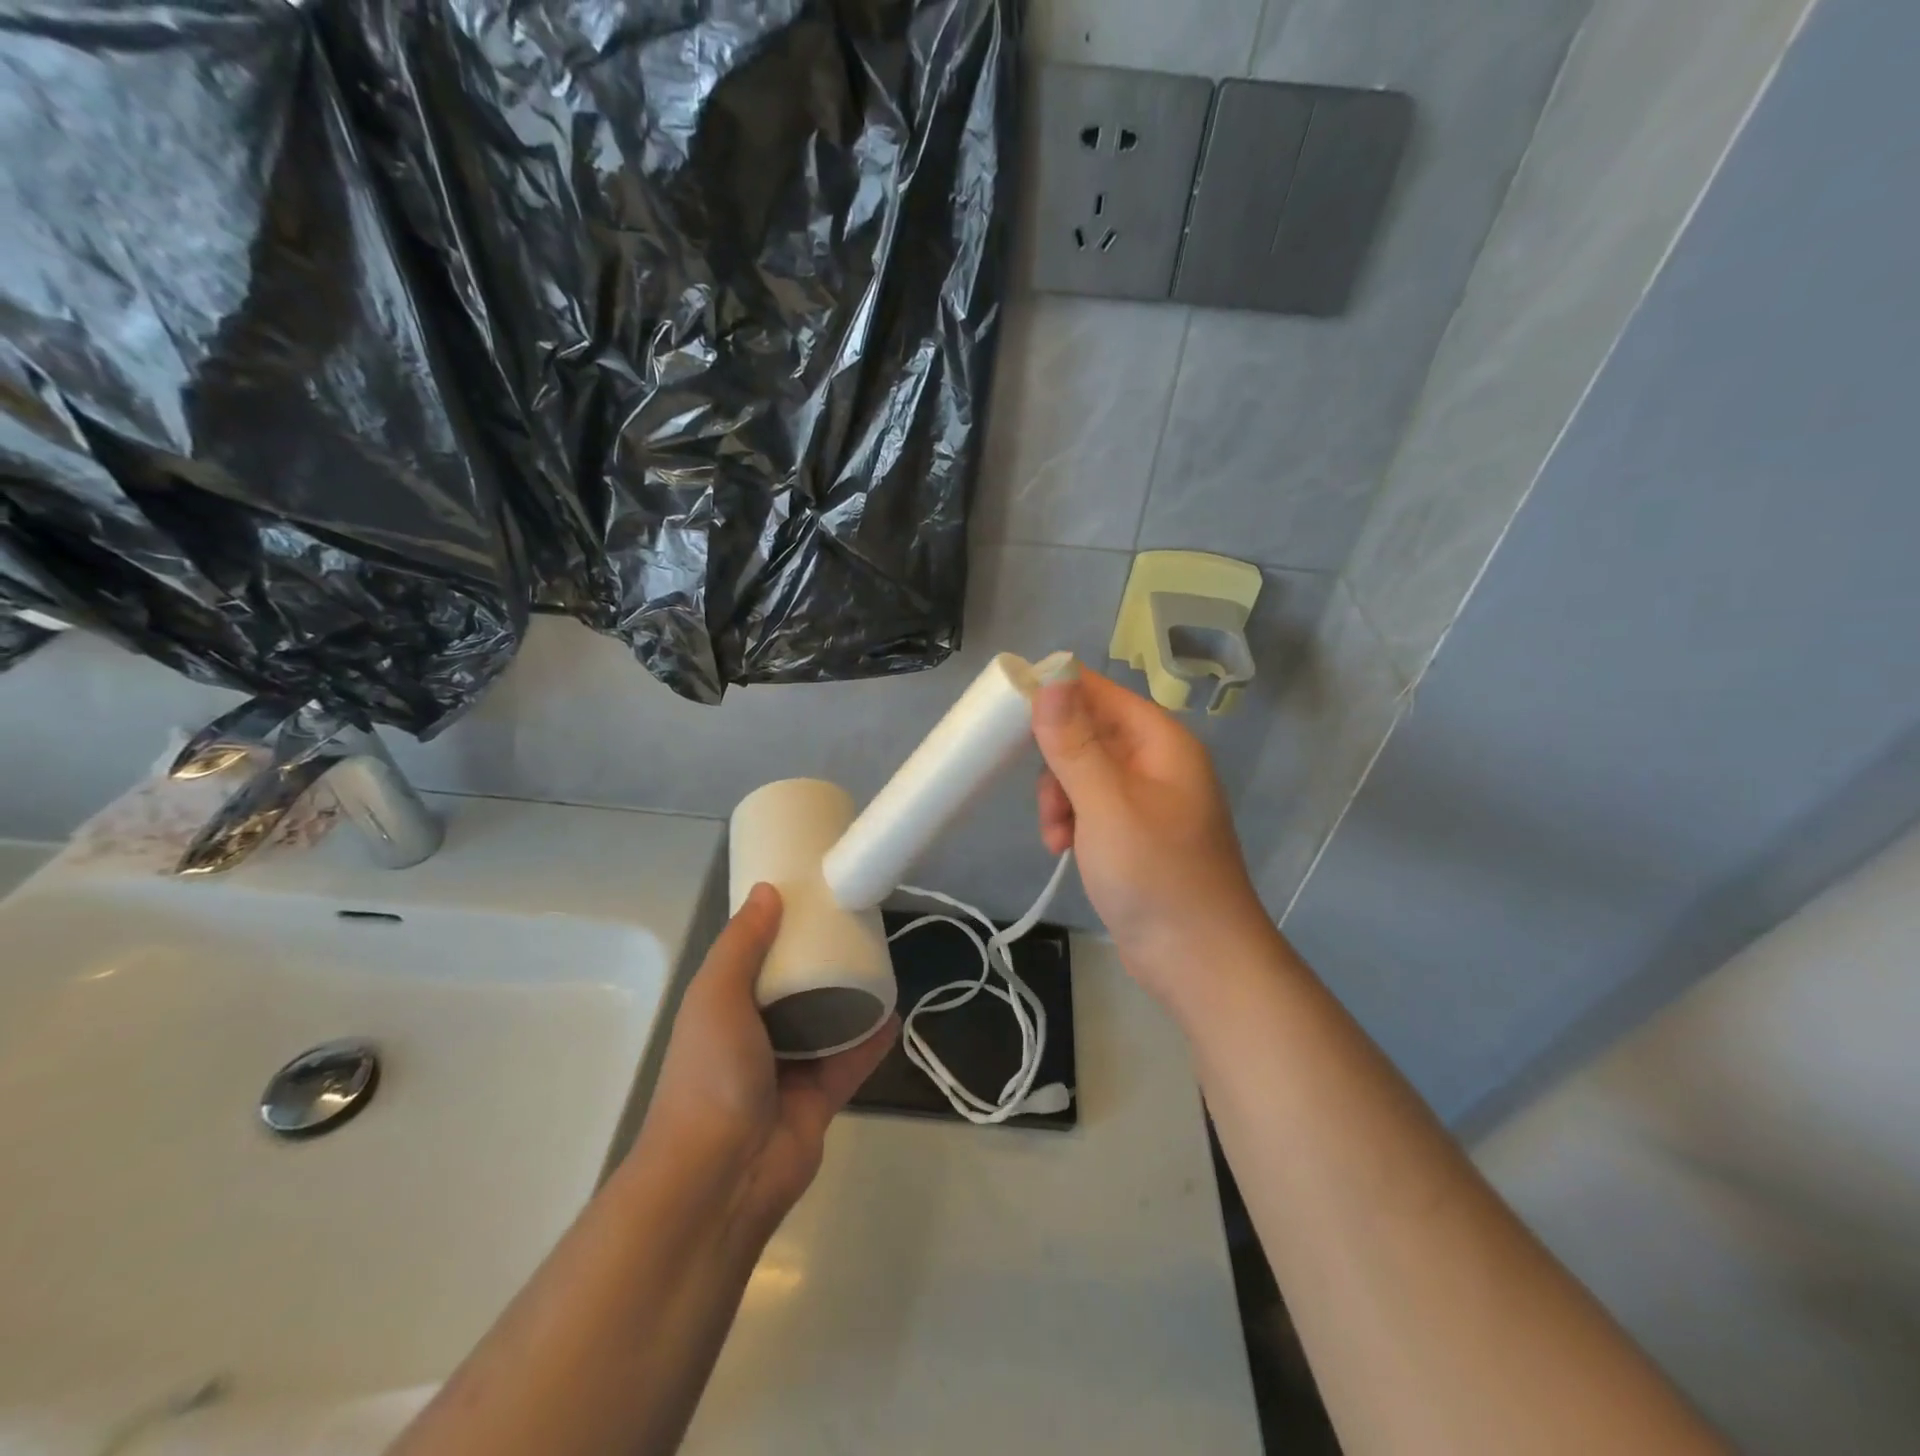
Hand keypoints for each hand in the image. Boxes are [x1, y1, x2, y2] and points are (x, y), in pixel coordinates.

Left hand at [630, 884, 897, 1233]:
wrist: (721, 1177)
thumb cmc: (711, 1074)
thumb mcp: (716, 995)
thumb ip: (743, 943)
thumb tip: (769, 890)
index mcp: (725, 1009)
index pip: (753, 960)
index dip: (777, 930)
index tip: (808, 898)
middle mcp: (755, 1036)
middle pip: (794, 989)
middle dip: (819, 960)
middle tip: (852, 924)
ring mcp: (789, 1070)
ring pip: (826, 1023)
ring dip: (849, 997)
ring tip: (879, 958)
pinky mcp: (821, 1098)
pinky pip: (852, 1059)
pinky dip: (872, 1038)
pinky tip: (894, 1010)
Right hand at [1033, 669, 1273, 1008]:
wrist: (1199, 962)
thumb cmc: (1156, 876)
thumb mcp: (1106, 805)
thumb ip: (1074, 743)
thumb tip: (1052, 677)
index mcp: (1160, 741)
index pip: (1099, 692)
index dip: (1056, 693)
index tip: (1008, 713)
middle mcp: (1156, 762)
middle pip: (1088, 732)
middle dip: (1056, 764)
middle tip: (1046, 800)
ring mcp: (1147, 799)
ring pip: (1084, 773)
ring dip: (1060, 799)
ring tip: (1056, 838)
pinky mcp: (1136, 833)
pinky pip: (1092, 807)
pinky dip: (1073, 822)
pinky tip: (1065, 851)